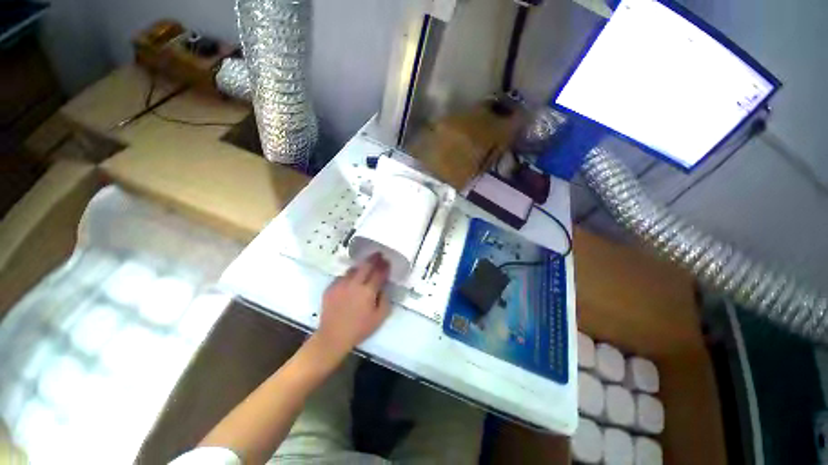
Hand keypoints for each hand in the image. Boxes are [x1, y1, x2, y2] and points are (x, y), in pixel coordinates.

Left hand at [315, 253, 390, 357]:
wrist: (333, 337)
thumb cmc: (359, 329)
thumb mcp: (379, 318)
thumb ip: (385, 300)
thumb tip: (384, 287)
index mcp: (367, 292)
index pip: (378, 273)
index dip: (384, 266)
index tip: (387, 261)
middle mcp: (354, 284)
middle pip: (366, 266)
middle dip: (374, 259)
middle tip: (378, 254)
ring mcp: (341, 285)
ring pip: (353, 269)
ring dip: (361, 266)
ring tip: (365, 265)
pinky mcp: (331, 288)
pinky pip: (342, 276)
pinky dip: (349, 275)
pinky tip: (351, 279)